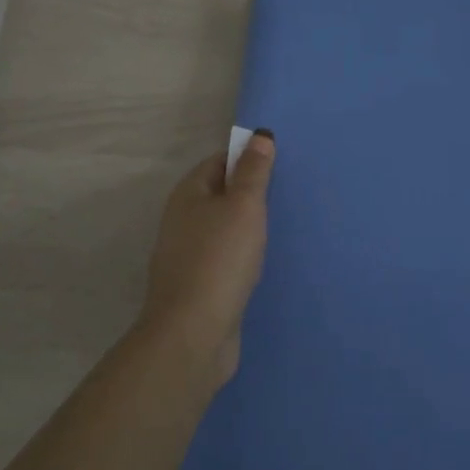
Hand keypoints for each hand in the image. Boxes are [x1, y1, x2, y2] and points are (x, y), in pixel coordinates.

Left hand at [138, 132, 275, 388]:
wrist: (193, 334)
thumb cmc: (220, 258)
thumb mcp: (243, 205)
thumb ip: (253, 171)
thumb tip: (259, 135)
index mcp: (188, 194)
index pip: (218, 161)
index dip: (246, 158)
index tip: (279, 163)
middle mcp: (182, 220)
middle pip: (219, 194)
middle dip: (249, 192)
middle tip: (287, 193)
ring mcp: (187, 256)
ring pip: (222, 228)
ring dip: (247, 226)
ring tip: (282, 226)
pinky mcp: (199, 286)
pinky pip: (225, 258)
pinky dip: (243, 254)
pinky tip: (263, 262)